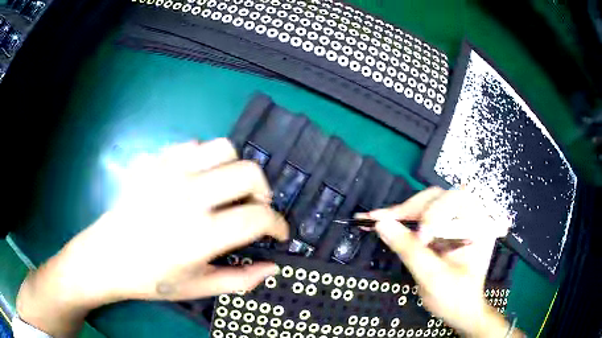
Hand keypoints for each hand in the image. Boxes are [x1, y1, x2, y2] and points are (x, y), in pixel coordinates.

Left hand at [17, 139, 288, 336]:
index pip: (258, 217)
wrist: (105, 257)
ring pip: (223, 147)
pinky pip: (192, 145)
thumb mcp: (198, 287)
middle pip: (248, 172)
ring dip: (234, 169)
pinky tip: (195, 181)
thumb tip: (273, 268)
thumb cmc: (150, 279)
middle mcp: (187, 196)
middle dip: (263, 192)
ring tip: (226, 191)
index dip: (278, 225)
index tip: (278, 233)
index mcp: (200, 235)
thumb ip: (241, 280)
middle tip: (254, 210)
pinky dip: (203, 160)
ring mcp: (167, 172)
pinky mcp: (153, 161)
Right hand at [364, 187, 522, 337]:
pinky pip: (421, 216)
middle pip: (438, 198)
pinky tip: (385, 222)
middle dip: (412, 209)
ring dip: (403, 212)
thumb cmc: (454, 298)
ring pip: (427, 204)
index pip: (456, 201)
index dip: (434, 214)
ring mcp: (455, 222)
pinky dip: (402, 219)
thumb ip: (410, 250)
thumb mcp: (433, 278)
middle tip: (386, 222)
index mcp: (478, 224)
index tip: (419, 239)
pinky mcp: (442, 229)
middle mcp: (469, 217)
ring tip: (379, 220)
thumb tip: (382, 224)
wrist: (458, 310)